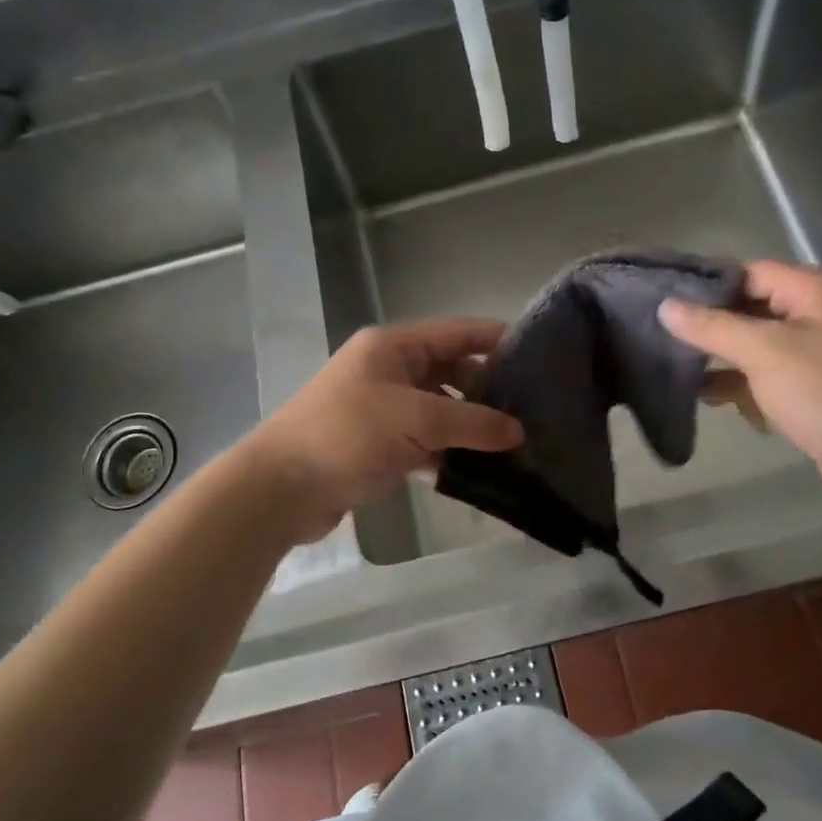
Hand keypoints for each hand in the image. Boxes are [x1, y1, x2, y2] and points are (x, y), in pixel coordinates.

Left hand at [240, 319, 523, 543]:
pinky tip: (479, 471)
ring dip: (471, 427)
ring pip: (441, 411)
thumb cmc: (346, 435)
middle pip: (452, 372)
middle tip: (534, 413)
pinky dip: (449, 453)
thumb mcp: (415, 420)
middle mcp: (390, 370)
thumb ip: (471, 422)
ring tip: (516, 445)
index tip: (540, 358)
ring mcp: (384, 409)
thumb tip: (518, 431)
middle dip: (489, 391)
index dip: (498, 340)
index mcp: (394, 347)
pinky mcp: (379, 445)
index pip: (458, 333)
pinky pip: (426, 442)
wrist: (281, 488)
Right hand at [659, 261, 821, 514]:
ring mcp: (814, 355)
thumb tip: (666, 307)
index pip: (748, 272)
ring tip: (671, 366)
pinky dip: (738, 384)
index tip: (659, 297)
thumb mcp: (765, 353)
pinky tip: (705, 397)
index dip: (705, 283)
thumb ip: (713, 327)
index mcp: (813, 292)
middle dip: (707, 323)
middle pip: (749, 308)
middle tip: (656, 333)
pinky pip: (765, 377)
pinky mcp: (810, 390)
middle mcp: (814, 315)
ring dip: (718, 357)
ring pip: (753, 346)